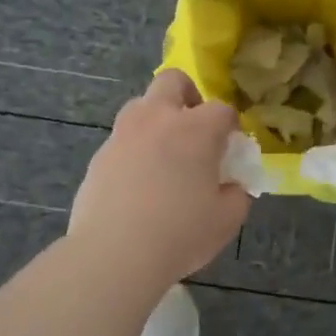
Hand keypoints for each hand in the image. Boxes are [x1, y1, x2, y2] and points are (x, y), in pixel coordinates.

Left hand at [68, 69, 250, 286]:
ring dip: (156, 119)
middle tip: (193, 128)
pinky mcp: (99, 156)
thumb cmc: (180, 233)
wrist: (114, 254)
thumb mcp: (226, 219)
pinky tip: (138, 183)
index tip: (231, 148)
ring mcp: (123, 134)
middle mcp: (158, 119)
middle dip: (187, 95)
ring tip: (163, 154)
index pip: (222, 109)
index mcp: (196, 129)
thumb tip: (232, 185)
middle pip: (173, 81)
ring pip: (140, 105)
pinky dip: (134, 150)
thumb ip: (237, 195)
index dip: (230, 126)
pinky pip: (121, 139)